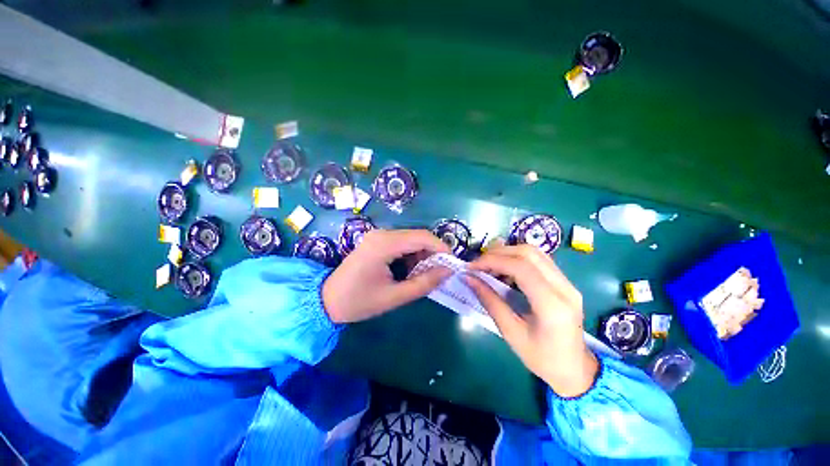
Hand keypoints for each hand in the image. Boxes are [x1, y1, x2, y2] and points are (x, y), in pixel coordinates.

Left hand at [323, 229, 451, 323]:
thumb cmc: (359, 302)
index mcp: (384, 244)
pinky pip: (402, 243)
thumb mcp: (395, 296)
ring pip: (411, 239)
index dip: (442, 248)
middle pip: (418, 236)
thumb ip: (424, 283)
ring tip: (422, 275)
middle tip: (438, 273)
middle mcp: (382, 234)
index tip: (452, 264)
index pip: (422, 237)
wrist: (327, 300)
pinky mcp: (377, 241)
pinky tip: (409, 271)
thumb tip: (448, 271)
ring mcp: (378, 236)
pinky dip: (411, 255)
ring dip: (421, 255)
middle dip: (432, 253)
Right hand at [464, 245, 598, 397]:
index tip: (471, 267)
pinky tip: (504, 270)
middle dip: (498, 253)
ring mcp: (568, 283)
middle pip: (528, 253)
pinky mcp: (565, 282)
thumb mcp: (511, 333)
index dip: (493, 261)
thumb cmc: (541, 358)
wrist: (575, 370)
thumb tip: (469, 279)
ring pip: (534, 252)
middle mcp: (565, 288)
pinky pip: (538, 260)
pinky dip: (517, 259)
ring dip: (507, 253)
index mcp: (552, 305)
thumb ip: (490, 302)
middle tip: (478, 264)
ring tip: (488, 265)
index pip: (521, 268)